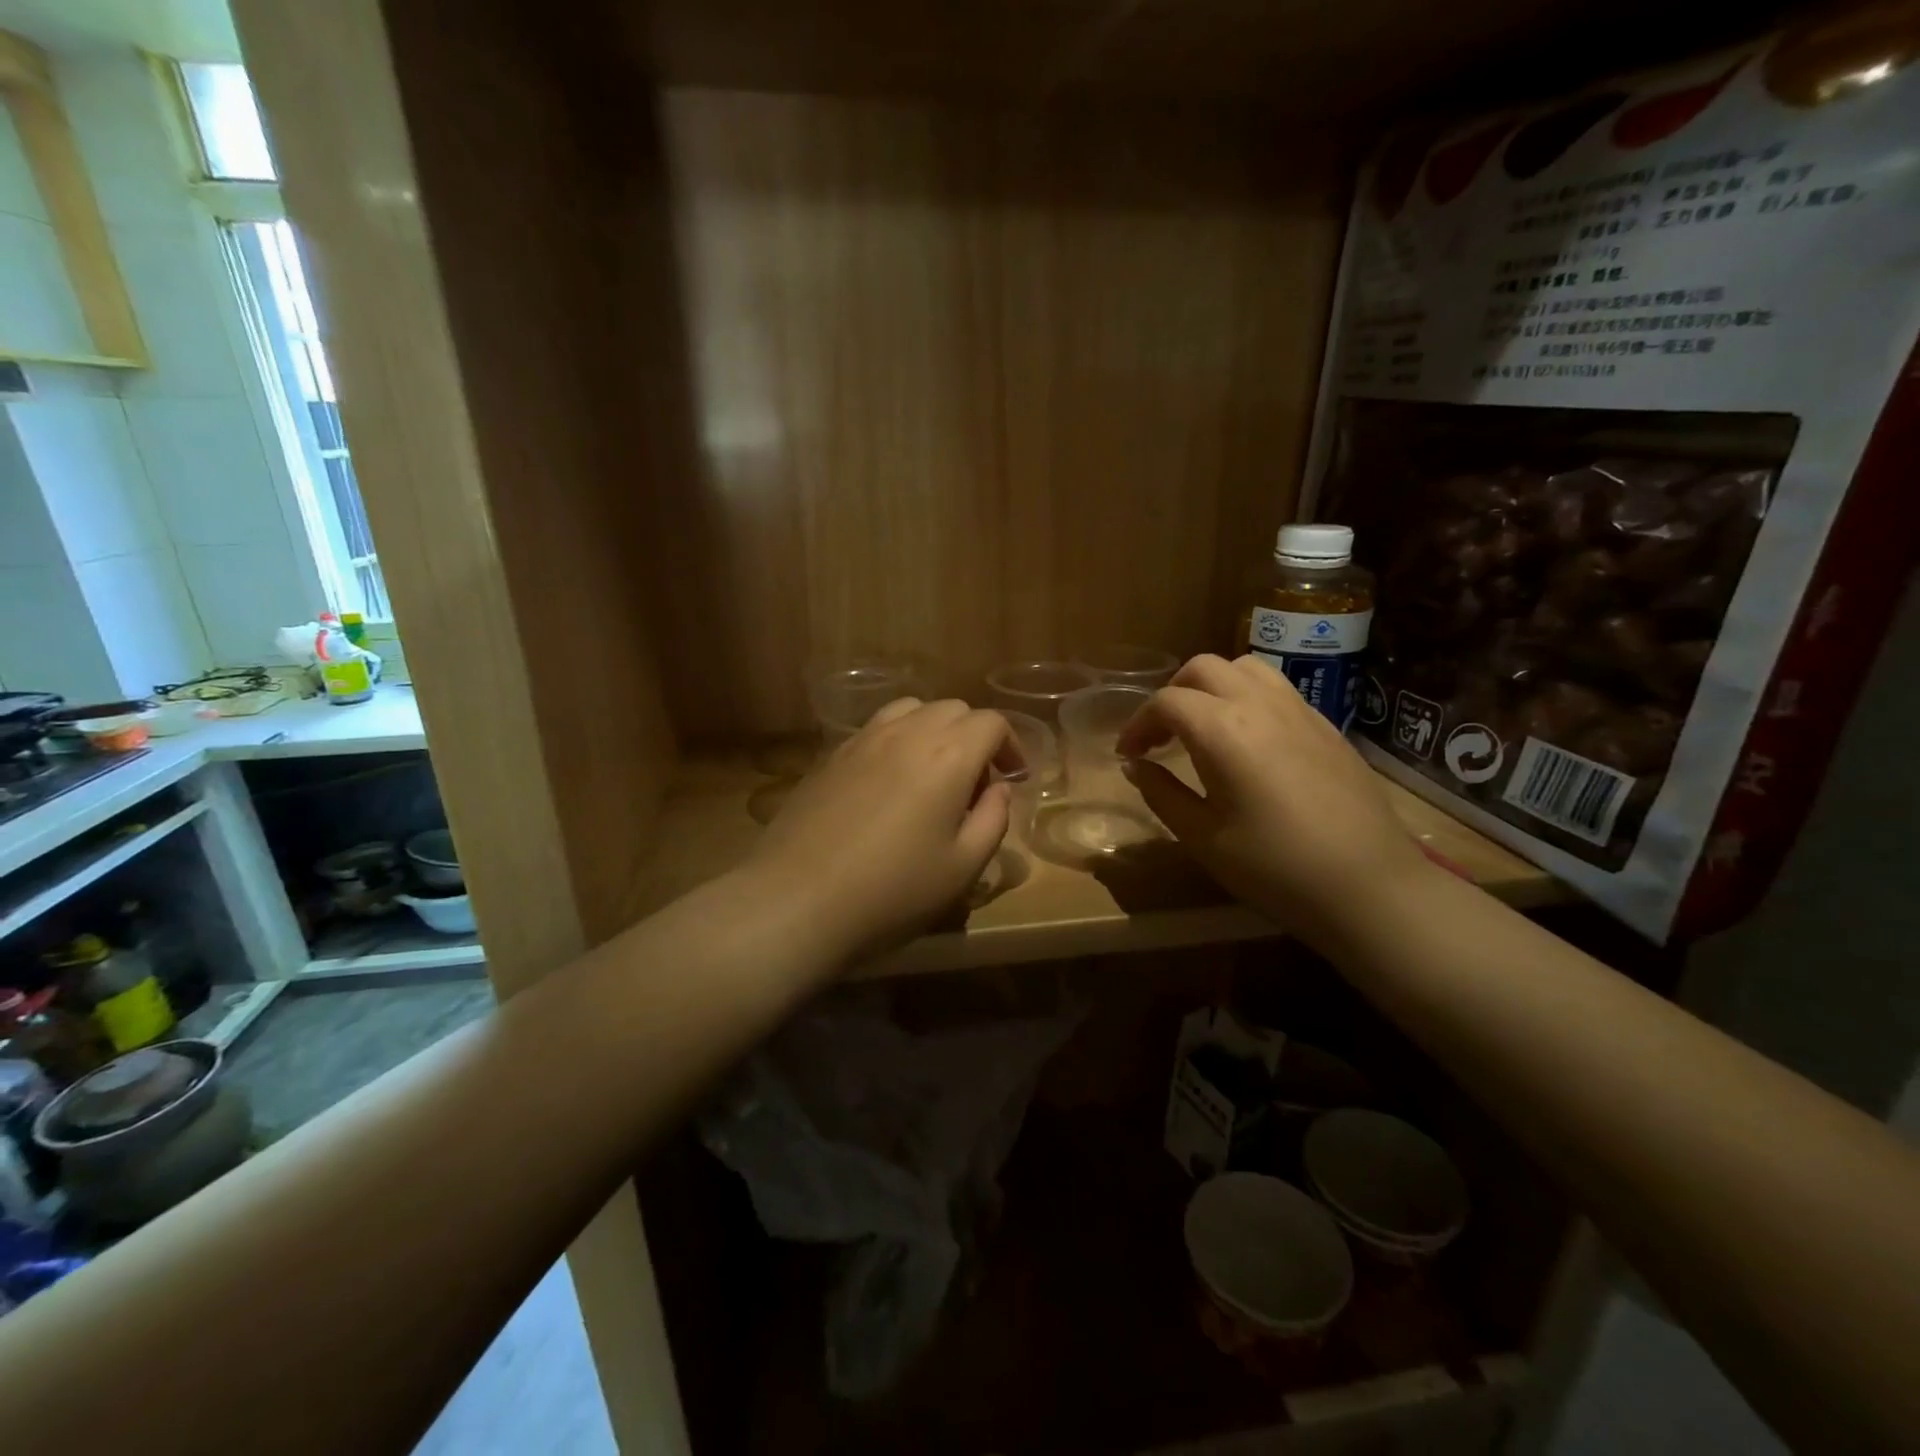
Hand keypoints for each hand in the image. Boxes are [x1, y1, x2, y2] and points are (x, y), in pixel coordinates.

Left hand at [744, 698, 1021, 965]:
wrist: (796, 900)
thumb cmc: (891, 892)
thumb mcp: (962, 868)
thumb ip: (992, 820)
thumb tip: (997, 789)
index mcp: (947, 755)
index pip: (991, 723)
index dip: (1011, 746)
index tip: (1014, 779)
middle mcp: (906, 733)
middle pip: (953, 709)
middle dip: (975, 737)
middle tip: (976, 785)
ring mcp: (862, 739)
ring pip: (911, 710)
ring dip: (934, 731)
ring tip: (932, 774)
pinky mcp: (831, 755)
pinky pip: (876, 729)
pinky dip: (898, 740)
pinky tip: (890, 784)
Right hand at [1116, 654, 1433, 947]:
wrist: (1369, 886)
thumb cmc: (1274, 867)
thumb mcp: (1203, 837)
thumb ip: (1161, 793)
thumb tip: (1135, 766)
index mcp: (1223, 730)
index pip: (1166, 702)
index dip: (1137, 724)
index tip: (1128, 755)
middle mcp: (1259, 704)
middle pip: (1203, 668)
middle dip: (1171, 694)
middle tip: (1161, 737)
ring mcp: (1299, 710)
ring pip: (1245, 668)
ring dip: (1212, 687)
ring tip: (1203, 727)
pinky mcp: (1326, 725)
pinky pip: (1277, 689)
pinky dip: (1247, 698)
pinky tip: (1247, 741)